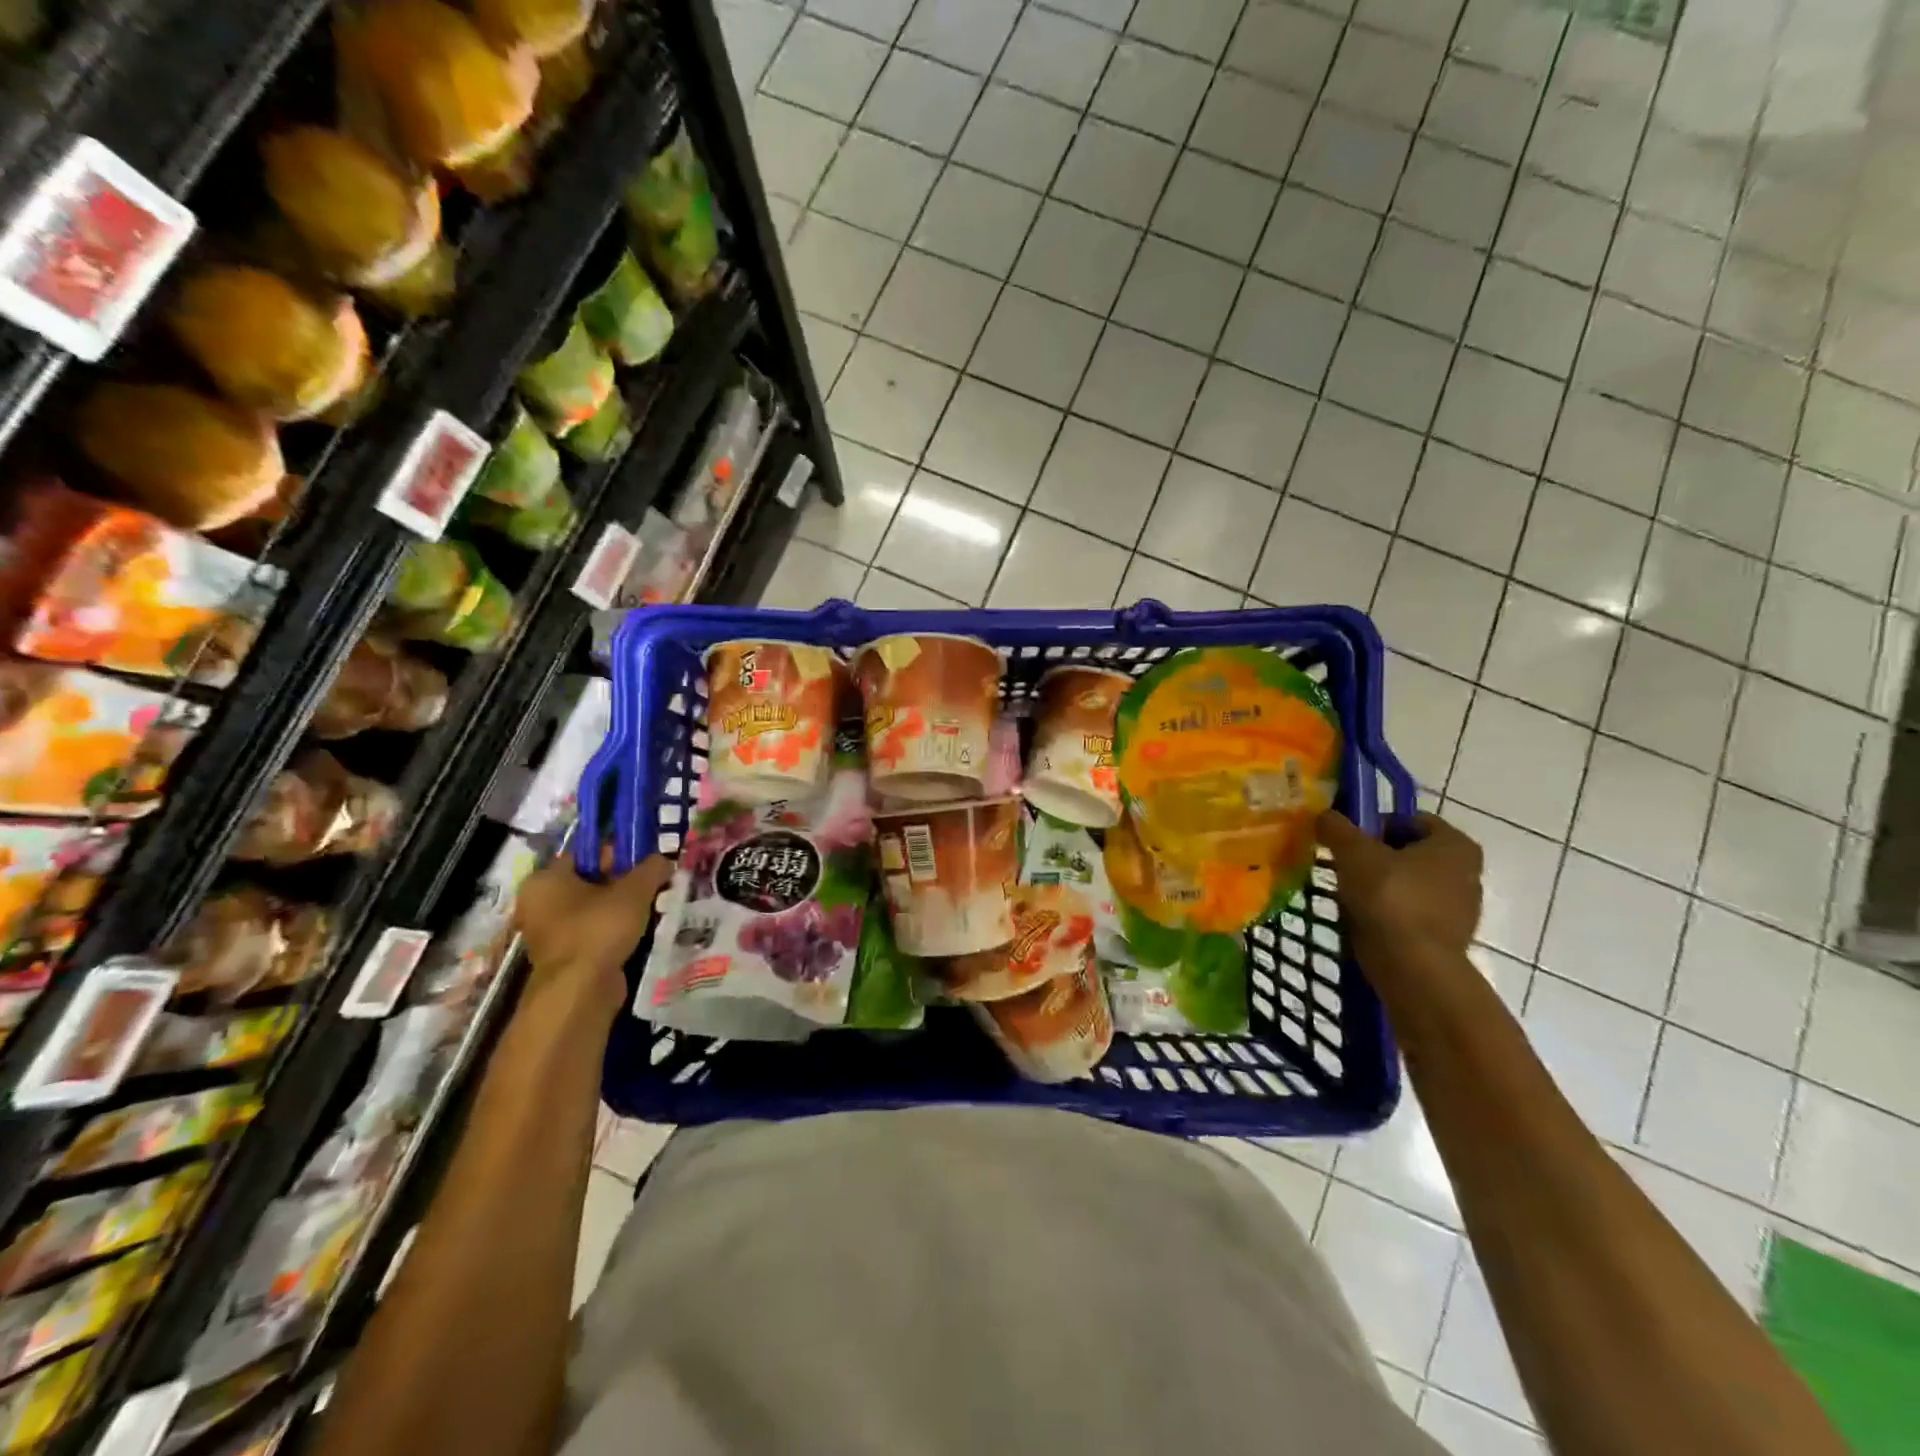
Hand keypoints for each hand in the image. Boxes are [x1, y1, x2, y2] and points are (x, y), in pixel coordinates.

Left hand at [514, 854, 673, 1007]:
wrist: (581, 991)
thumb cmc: (599, 928)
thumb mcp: (634, 890)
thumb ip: (652, 868)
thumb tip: (665, 858)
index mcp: (545, 880)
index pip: (585, 853)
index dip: (618, 852)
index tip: (646, 859)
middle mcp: (539, 903)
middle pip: (590, 881)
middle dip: (624, 881)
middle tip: (654, 882)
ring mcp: (550, 932)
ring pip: (594, 908)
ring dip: (622, 906)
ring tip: (653, 905)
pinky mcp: (565, 956)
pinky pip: (594, 931)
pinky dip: (615, 929)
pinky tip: (641, 929)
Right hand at [1318, 811, 1482, 966]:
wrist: (1412, 966)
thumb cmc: (1390, 897)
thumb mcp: (1354, 852)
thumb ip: (1337, 827)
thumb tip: (1324, 815)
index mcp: (1456, 845)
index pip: (1412, 820)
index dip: (1377, 824)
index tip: (1350, 840)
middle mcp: (1468, 873)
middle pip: (1410, 853)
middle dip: (1377, 856)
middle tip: (1346, 865)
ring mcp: (1460, 909)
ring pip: (1409, 884)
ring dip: (1380, 886)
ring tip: (1350, 894)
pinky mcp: (1446, 937)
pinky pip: (1410, 913)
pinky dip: (1388, 913)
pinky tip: (1364, 919)